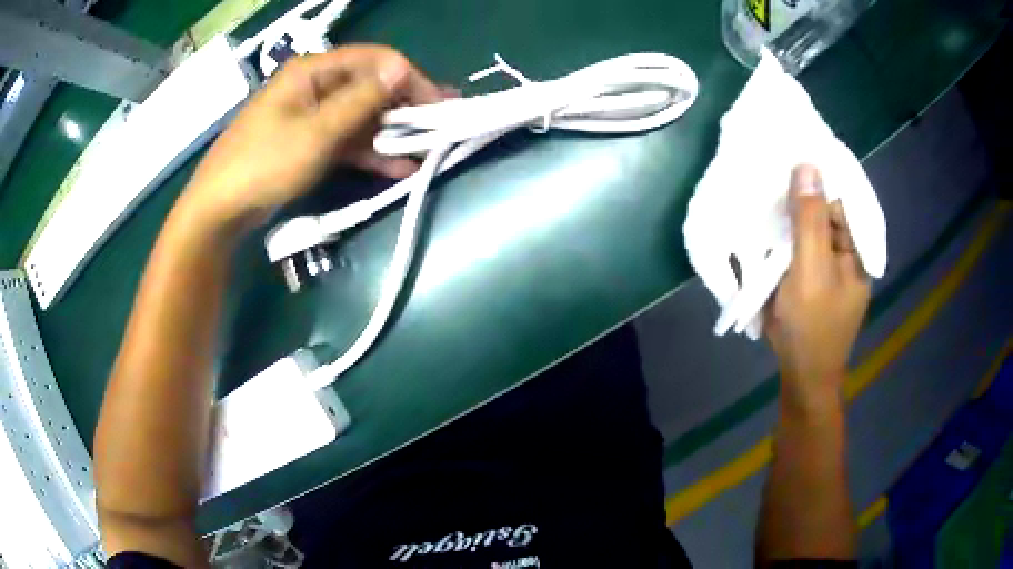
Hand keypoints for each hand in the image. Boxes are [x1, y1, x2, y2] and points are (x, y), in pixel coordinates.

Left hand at [181, 45, 443, 231]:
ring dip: (392, 133)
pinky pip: (347, 140)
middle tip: (440, 125)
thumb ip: (361, 100)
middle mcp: (316, 86)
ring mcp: (312, 115)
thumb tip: (402, 68)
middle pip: (370, 87)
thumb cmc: (264, 164)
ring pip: (361, 116)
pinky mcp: (310, 142)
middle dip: (405, 106)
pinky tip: (399, 168)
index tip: (437, 104)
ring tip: (428, 149)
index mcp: (313, 71)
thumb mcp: (316, 131)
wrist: (220, 209)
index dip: (409, 78)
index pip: (374, 61)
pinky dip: (371, 153)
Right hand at [765, 165, 870, 409]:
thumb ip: (809, 221)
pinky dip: (784, 235)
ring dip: (789, 215)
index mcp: (857, 248)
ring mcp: (828, 265)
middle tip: (770, 172)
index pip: (842, 197)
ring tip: (764, 192)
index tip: (789, 153)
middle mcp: (846, 251)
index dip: (818, 176)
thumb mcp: (810, 271)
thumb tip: (806, 165)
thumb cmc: (811, 327)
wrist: (802, 377)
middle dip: (800, 195)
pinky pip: (799, 245)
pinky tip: (767, 224)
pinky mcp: (811, 276)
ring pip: (809, 227)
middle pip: (824, 210)